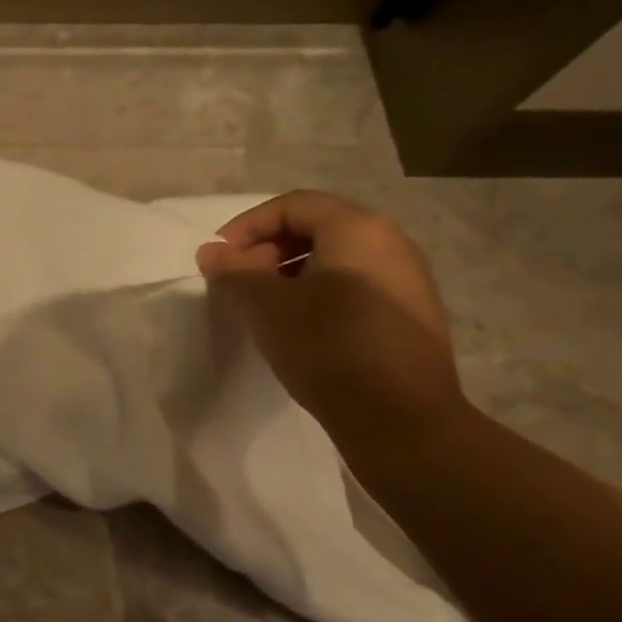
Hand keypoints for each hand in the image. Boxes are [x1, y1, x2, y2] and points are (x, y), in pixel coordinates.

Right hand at [197, 191, 465, 450]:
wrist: (401, 417)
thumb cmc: (327, 347)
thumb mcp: (267, 307)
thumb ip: (233, 273)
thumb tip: (211, 252)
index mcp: (358, 229)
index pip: (293, 205)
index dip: (247, 225)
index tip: (218, 259)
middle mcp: (391, 242)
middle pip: (318, 227)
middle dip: (268, 249)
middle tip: (238, 282)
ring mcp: (407, 280)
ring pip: (337, 259)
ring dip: (291, 274)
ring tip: (264, 308)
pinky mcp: (410, 315)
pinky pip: (355, 286)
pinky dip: (319, 294)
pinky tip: (301, 329)